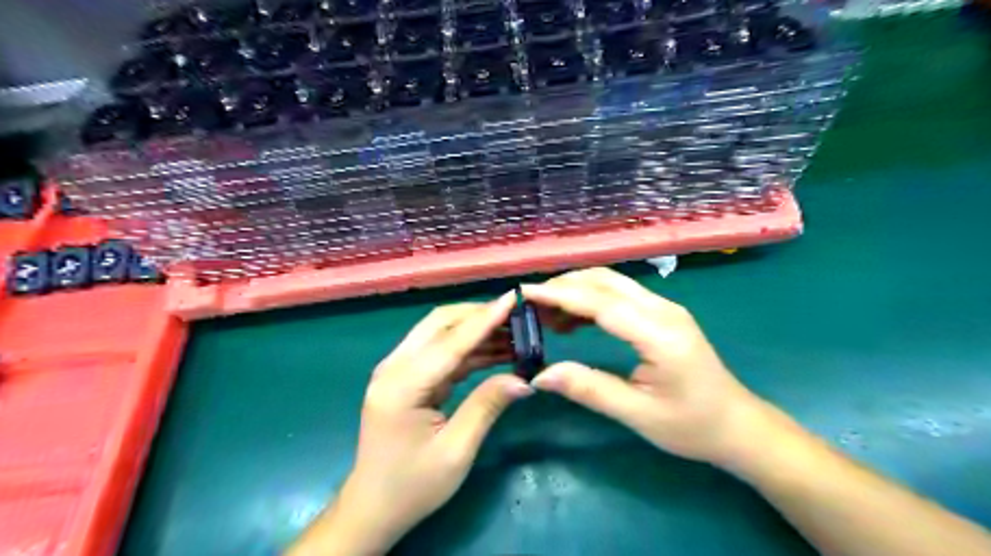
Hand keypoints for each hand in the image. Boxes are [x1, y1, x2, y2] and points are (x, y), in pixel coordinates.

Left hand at [295, 293, 534, 554]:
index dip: (485, 319)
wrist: (374, 507)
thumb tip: (524, 378)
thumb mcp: (456, 450)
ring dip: (476, 330)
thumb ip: (487, 406)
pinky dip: (469, 348)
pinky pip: (441, 352)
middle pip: (440, 324)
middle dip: (479, 315)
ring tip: (515, 333)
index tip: (513, 298)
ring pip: (440, 333)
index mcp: (402, 385)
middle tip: (518, 316)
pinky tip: (497, 351)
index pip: (451, 341)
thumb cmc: (413, 485)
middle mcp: (395, 367)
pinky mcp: (407, 377)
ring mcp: (398, 370)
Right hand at [521, 267, 769, 466]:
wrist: (737, 425)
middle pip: (604, 281)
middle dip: (563, 286)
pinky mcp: (661, 314)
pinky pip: (619, 295)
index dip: (560, 294)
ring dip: (575, 289)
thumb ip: (589, 389)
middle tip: (529, 305)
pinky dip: (590, 299)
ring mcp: (664, 308)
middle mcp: (663, 309)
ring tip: (544, 313)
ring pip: (611, 283)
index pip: (600, 302)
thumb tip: (540, 375)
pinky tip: (572, 320)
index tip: (524, 293)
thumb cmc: (692, 426)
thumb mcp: (638, 415)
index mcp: (659, 333)